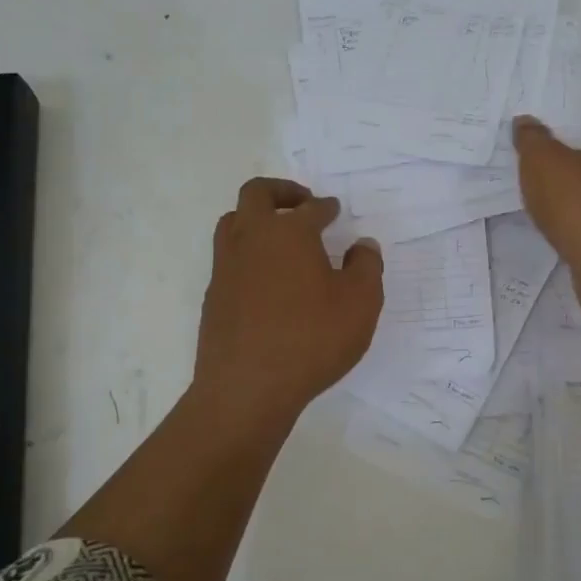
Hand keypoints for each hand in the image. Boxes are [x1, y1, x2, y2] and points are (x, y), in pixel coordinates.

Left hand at [192, 178, 384, 426]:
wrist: (247, 389)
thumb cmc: (311, 340)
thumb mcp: (360, 304)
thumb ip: (366, 267)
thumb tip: (363, 245)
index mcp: (289, 233)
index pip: (311, 208)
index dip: (326, 207)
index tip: (334, 211)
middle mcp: (252, 239)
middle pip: (257, 194)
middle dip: (282, 191)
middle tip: (302, 203)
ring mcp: (226, 267)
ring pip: (234, 222)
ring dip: (256, 219)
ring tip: (279, 236)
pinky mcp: (214, 296)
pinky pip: (228, 258)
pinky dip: (247, 254)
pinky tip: (265, 279)